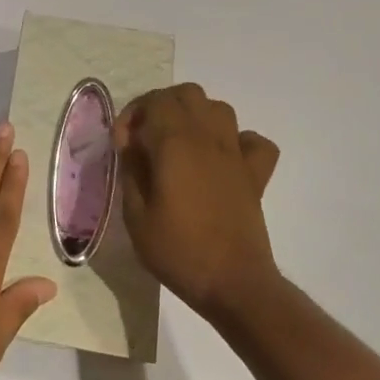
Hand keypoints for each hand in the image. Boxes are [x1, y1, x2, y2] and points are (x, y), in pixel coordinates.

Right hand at [113, 84, 282, 321]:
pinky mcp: (256, 175)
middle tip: (147, 136)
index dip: (133, 114)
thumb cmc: (178, 250)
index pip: (154, 101)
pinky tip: (222, 159)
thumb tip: (131, 145)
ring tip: (180, 143)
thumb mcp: (136, 214)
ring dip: (196, 116)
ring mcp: (236, 154)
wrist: (234, 285)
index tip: (123, 144)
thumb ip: (131, 170)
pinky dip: (238, 141)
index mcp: (175, 143)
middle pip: (187, 94)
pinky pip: (253, 141)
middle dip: (162, 106)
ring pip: (219, 108)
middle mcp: (208, 138)